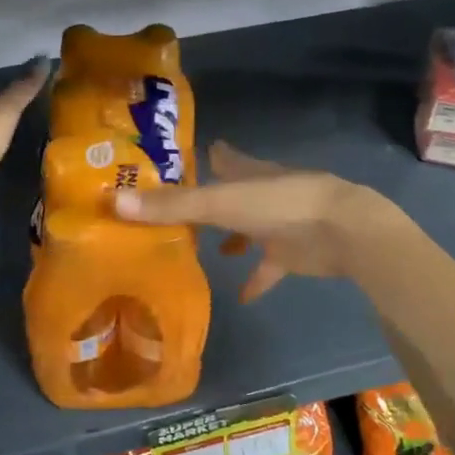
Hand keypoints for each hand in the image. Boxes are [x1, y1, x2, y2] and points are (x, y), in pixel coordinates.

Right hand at [113, 141, 396, 300]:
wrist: (342, 230)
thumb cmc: (279, 205)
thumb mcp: (219, 204)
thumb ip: (171, 206)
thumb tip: (113, 201)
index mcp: (246, 172)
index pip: (220, 158)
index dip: (201, 158)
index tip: (176, 162)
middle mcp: (261, 193)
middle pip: (230, 194)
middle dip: (207, 201)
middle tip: (174, 212)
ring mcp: (279, 223)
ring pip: (247, 229)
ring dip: (230, 239)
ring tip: (203, 250)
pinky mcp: (292, 253)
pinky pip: (268, 268)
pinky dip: (255, 279)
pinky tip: (239, 296)